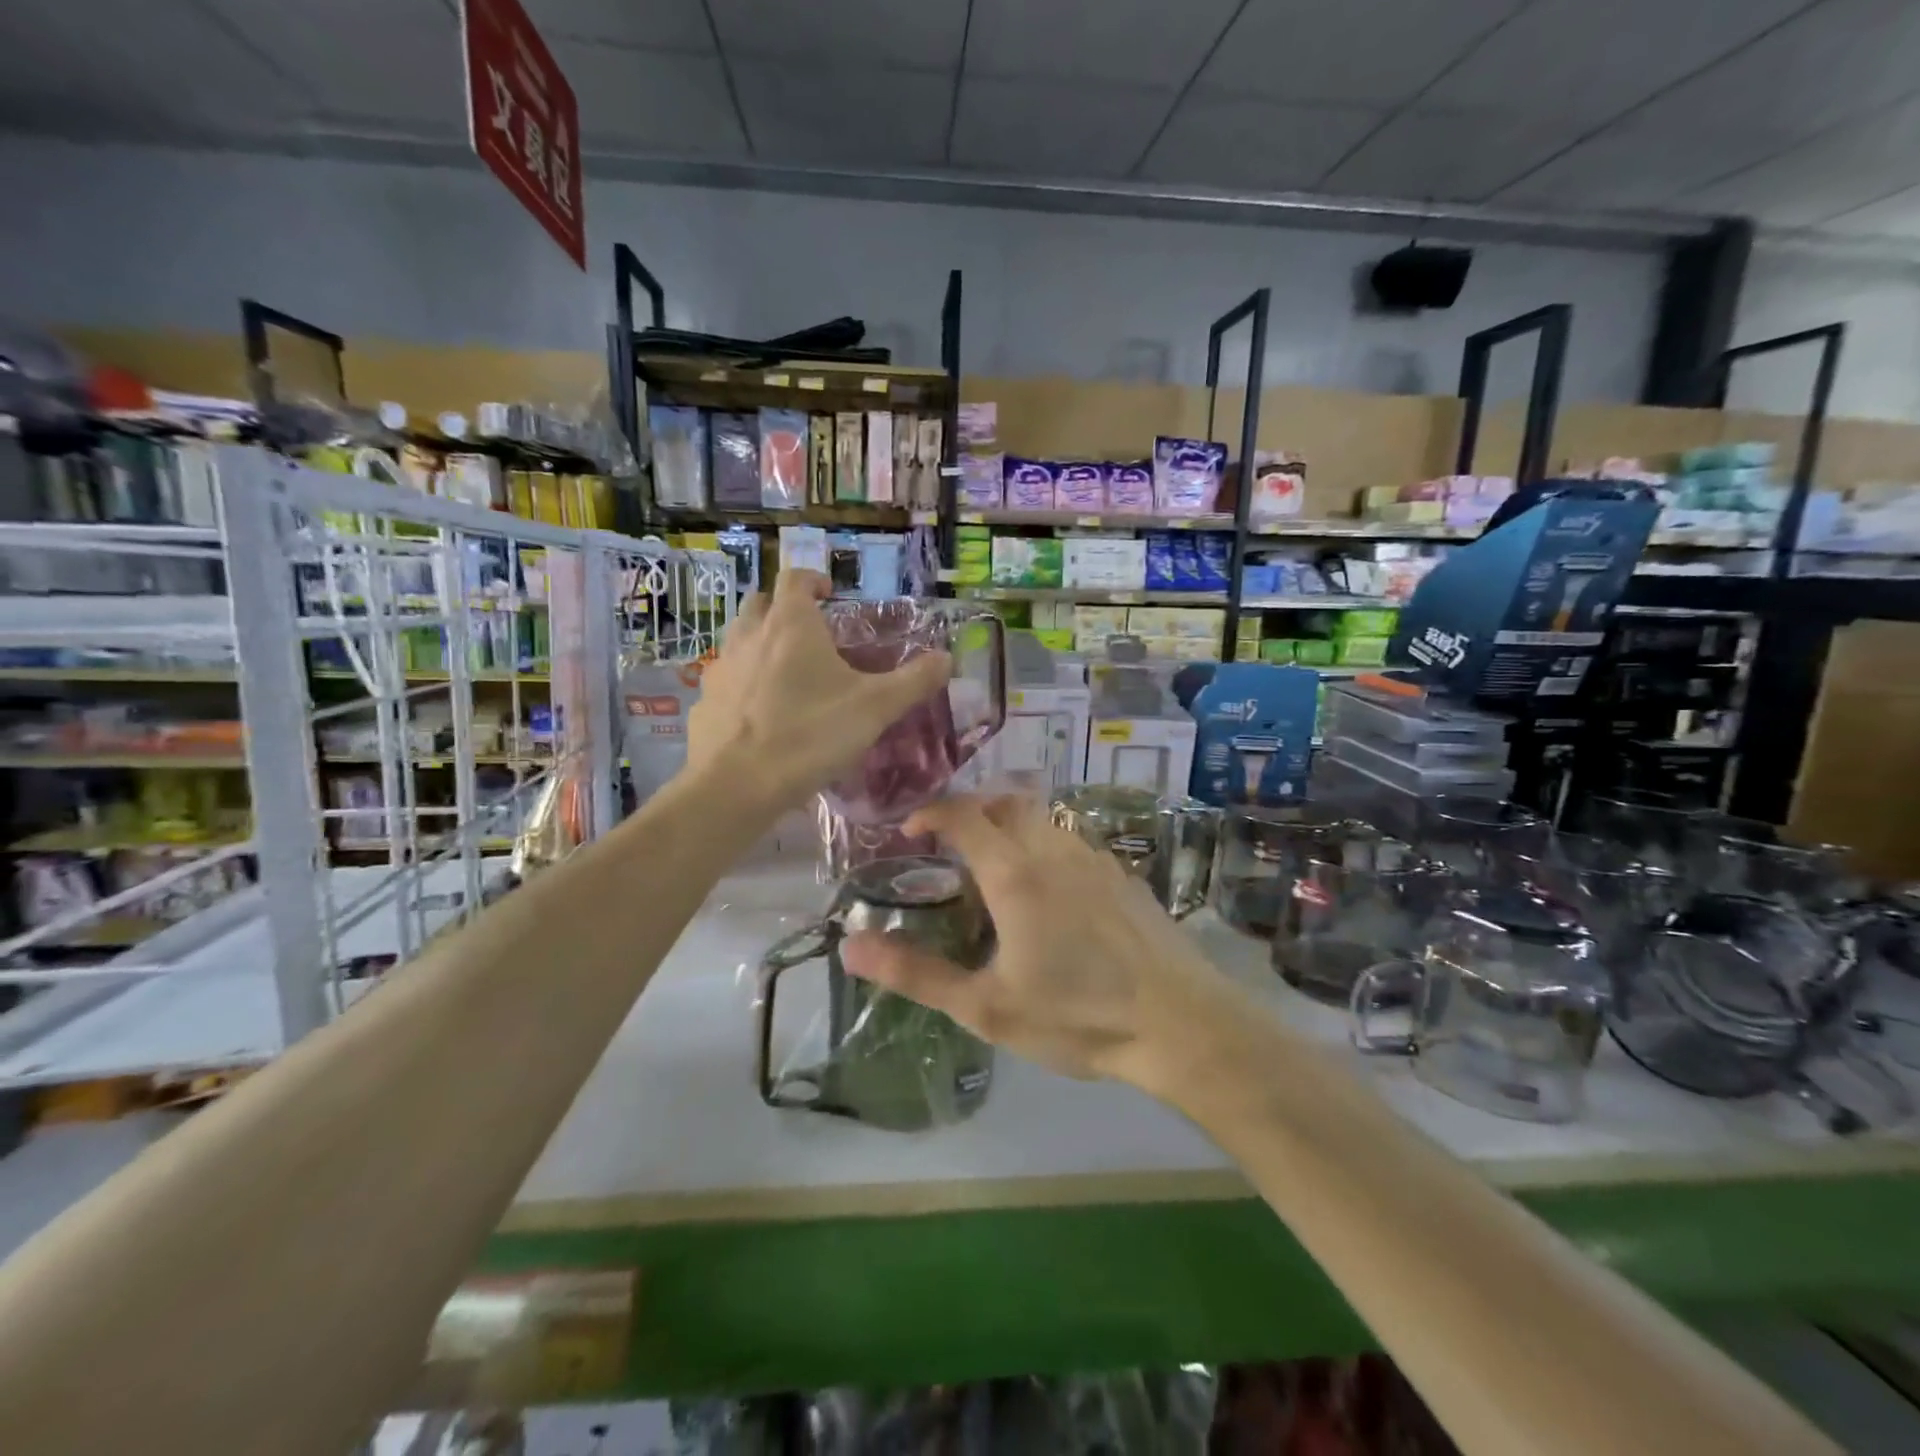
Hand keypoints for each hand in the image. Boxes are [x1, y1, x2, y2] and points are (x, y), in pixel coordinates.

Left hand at [687, 570, 950, 813]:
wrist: (736, 784)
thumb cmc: (810, 734)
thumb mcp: (874, 708)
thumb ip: (913, 681)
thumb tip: (948, 658)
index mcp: (791, 625)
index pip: (795, 578)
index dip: (814, 580)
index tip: (830, 594)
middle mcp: (750, 635)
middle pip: (760, 603)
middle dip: (783, 608)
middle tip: (809, 632)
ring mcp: (721, 668)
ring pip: (739, 639)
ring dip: (760, 643)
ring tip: (786, 673)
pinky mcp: (705, 702)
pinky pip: (726, 680)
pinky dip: (743, 683)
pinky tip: (760, 714)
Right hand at [839, 795, 1243, 1090]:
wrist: (1180, 1023)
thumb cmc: (1077, 1015)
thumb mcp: (986, 1006)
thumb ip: (916, 973)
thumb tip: (850, 946)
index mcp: (1015, 872)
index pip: (964, 815)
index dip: (932, 812)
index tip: (910, 829)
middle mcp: (1054, 849)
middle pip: (1007, 802)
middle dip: (972, 810)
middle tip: (951, 843)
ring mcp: (1095, 858)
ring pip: (1044, 818)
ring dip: (1011, 826)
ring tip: (995, 869)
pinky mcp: (1123, 875)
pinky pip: (1072, 841)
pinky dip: (1045, 845)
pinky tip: (1050, 893)